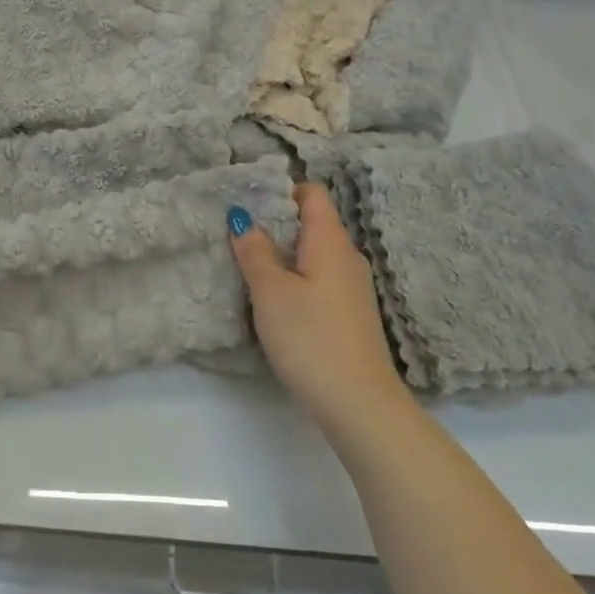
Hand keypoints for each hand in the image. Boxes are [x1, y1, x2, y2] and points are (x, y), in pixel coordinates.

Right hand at [230, 183, 407, 440]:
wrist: (358, 404)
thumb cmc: (310, 337)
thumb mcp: (270, 291)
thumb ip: (255, 251)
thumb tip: (242, 218)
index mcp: (330, 241)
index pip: (311, 193)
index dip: (280, 189)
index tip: (247, 198)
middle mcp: (346, 256)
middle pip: (311, 222)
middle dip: (275, 221)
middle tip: (236, 229)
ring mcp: (351, 287)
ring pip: (313, 253)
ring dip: (283, 252)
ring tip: (247, 260)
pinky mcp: (348, 313)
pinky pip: (318, 278)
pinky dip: (295, 277)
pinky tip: (273, 297)